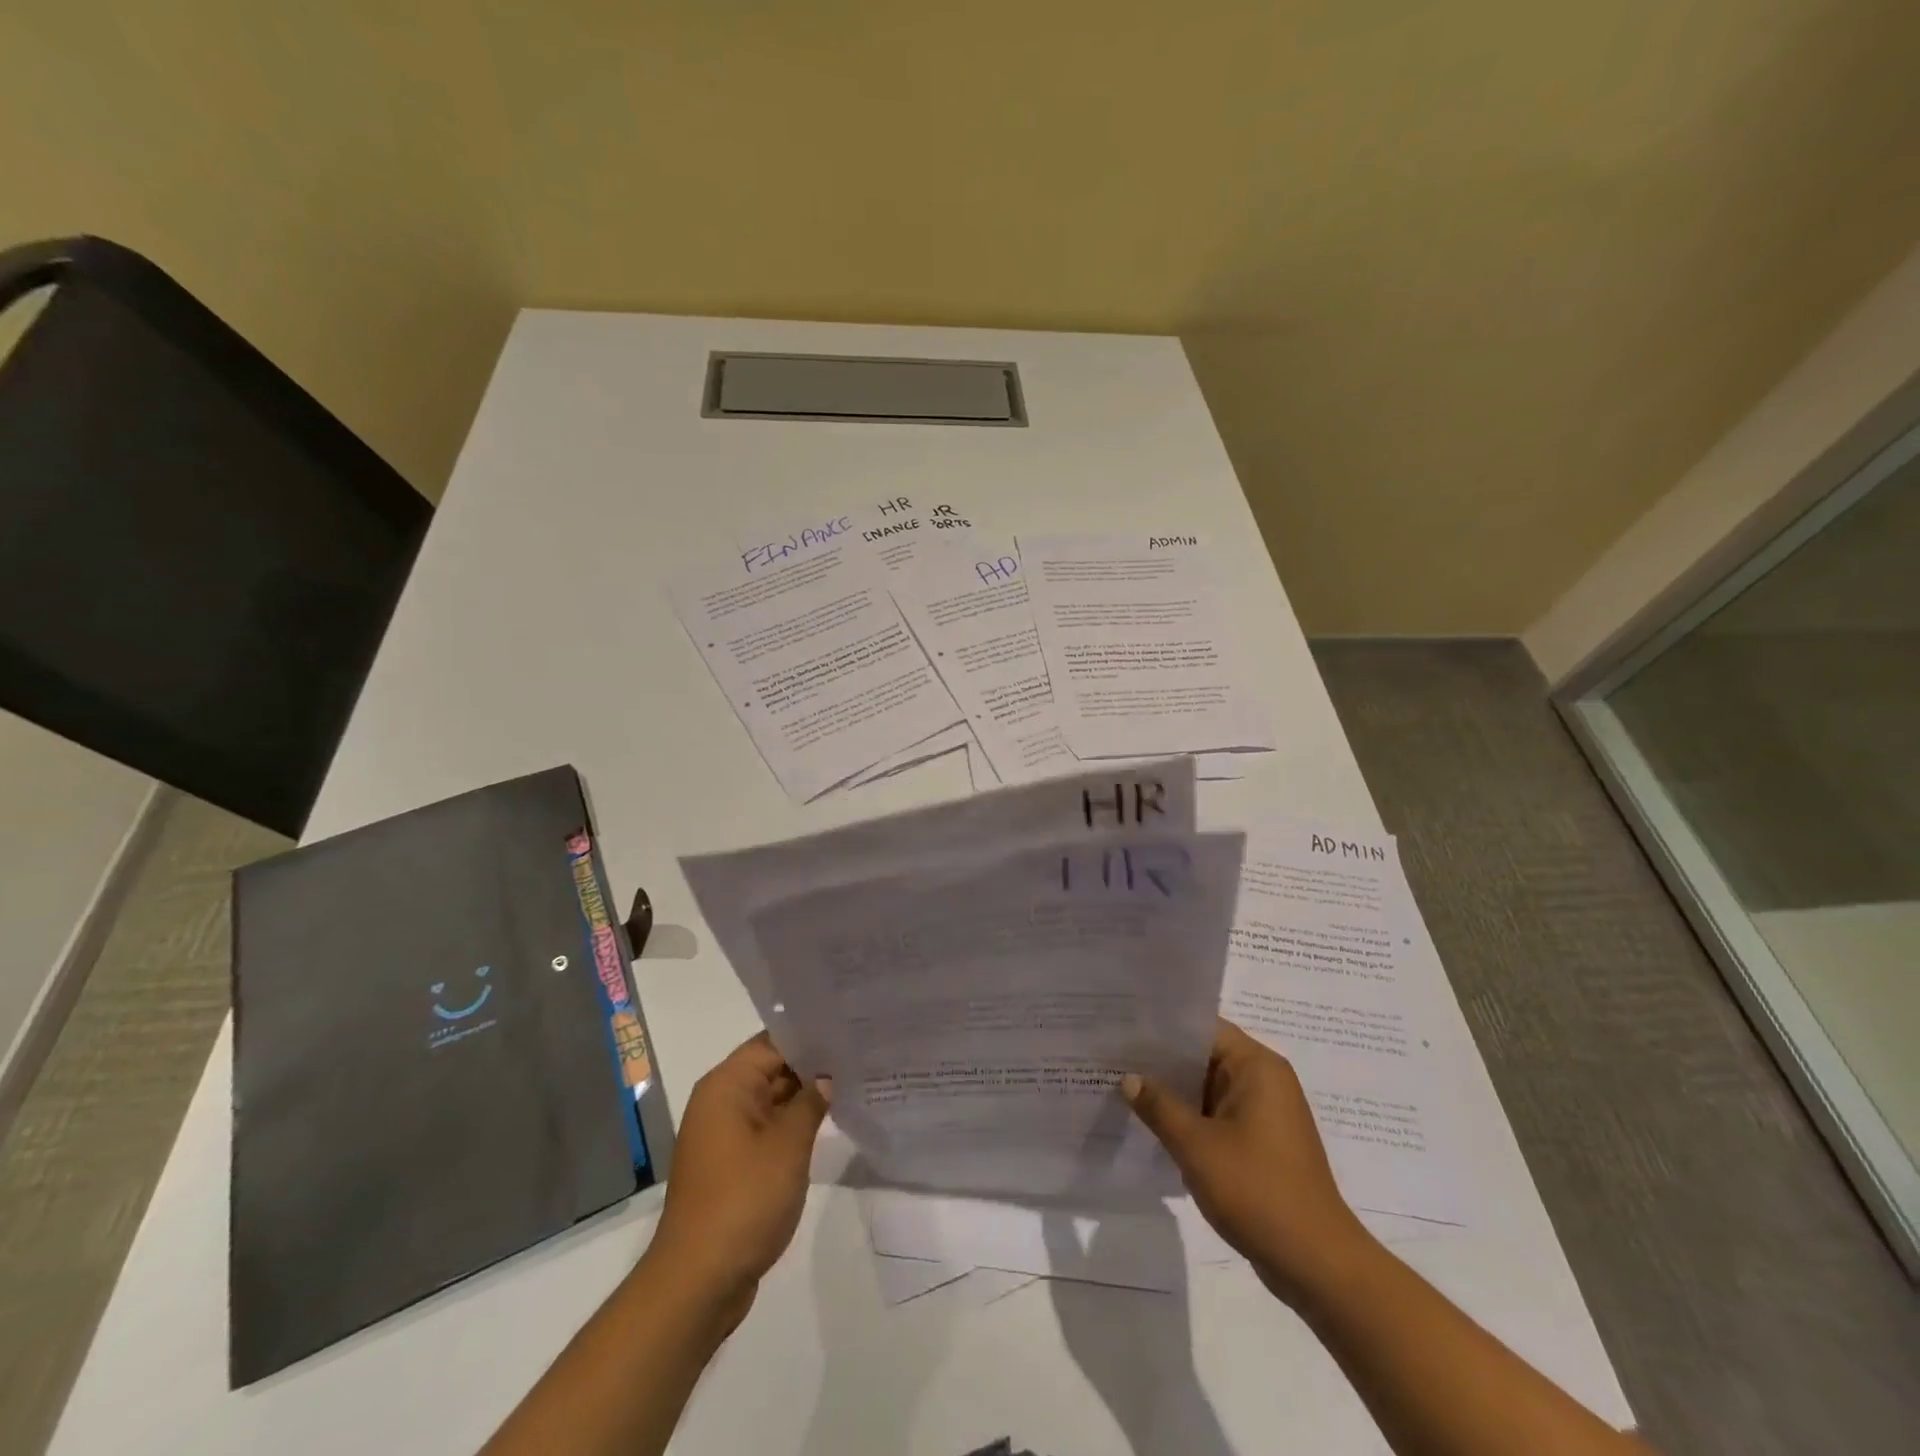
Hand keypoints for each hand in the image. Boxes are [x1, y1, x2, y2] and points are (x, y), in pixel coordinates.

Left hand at [646, 1033, 828, 1320]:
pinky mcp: (731, 1164)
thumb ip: (811, 1103)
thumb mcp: (788, 1146)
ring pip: (771, 1100)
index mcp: (726, 1085)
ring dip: (804, 1097)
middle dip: (812, 1065)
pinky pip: (767, 1129)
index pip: (773, 1042)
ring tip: (853, 1082)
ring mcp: (724, 1135)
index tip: (848, 1030)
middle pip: (771, 1068)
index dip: (810, 1036)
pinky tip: (829, 1123)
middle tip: (859, 1055)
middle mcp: (720, 1102)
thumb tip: (825, 1078)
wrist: (698, 1281)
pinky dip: (793, 1124)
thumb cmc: (744, 1200)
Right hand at [1123, 1017, 1367, 1302]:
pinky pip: (1218, 1116)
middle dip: (1161, 1061)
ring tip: (1123, 1087)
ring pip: (1208, 1088)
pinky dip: (1190, 1118)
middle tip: (1113, 1056)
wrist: (1318, 1266)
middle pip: (1204, 1056)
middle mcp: (1265, 1080)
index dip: (1161, 1026)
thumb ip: (1159, 1106)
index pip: (1202, 1028)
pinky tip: (1153, 1127)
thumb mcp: (1196, 1146)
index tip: (1123, 1027)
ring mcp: (1265, 1114)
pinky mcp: (1262, 1144)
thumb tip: (1129, 1078)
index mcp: (1257, 1066)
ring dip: (1173, 1093)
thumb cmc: (1258, 1191)